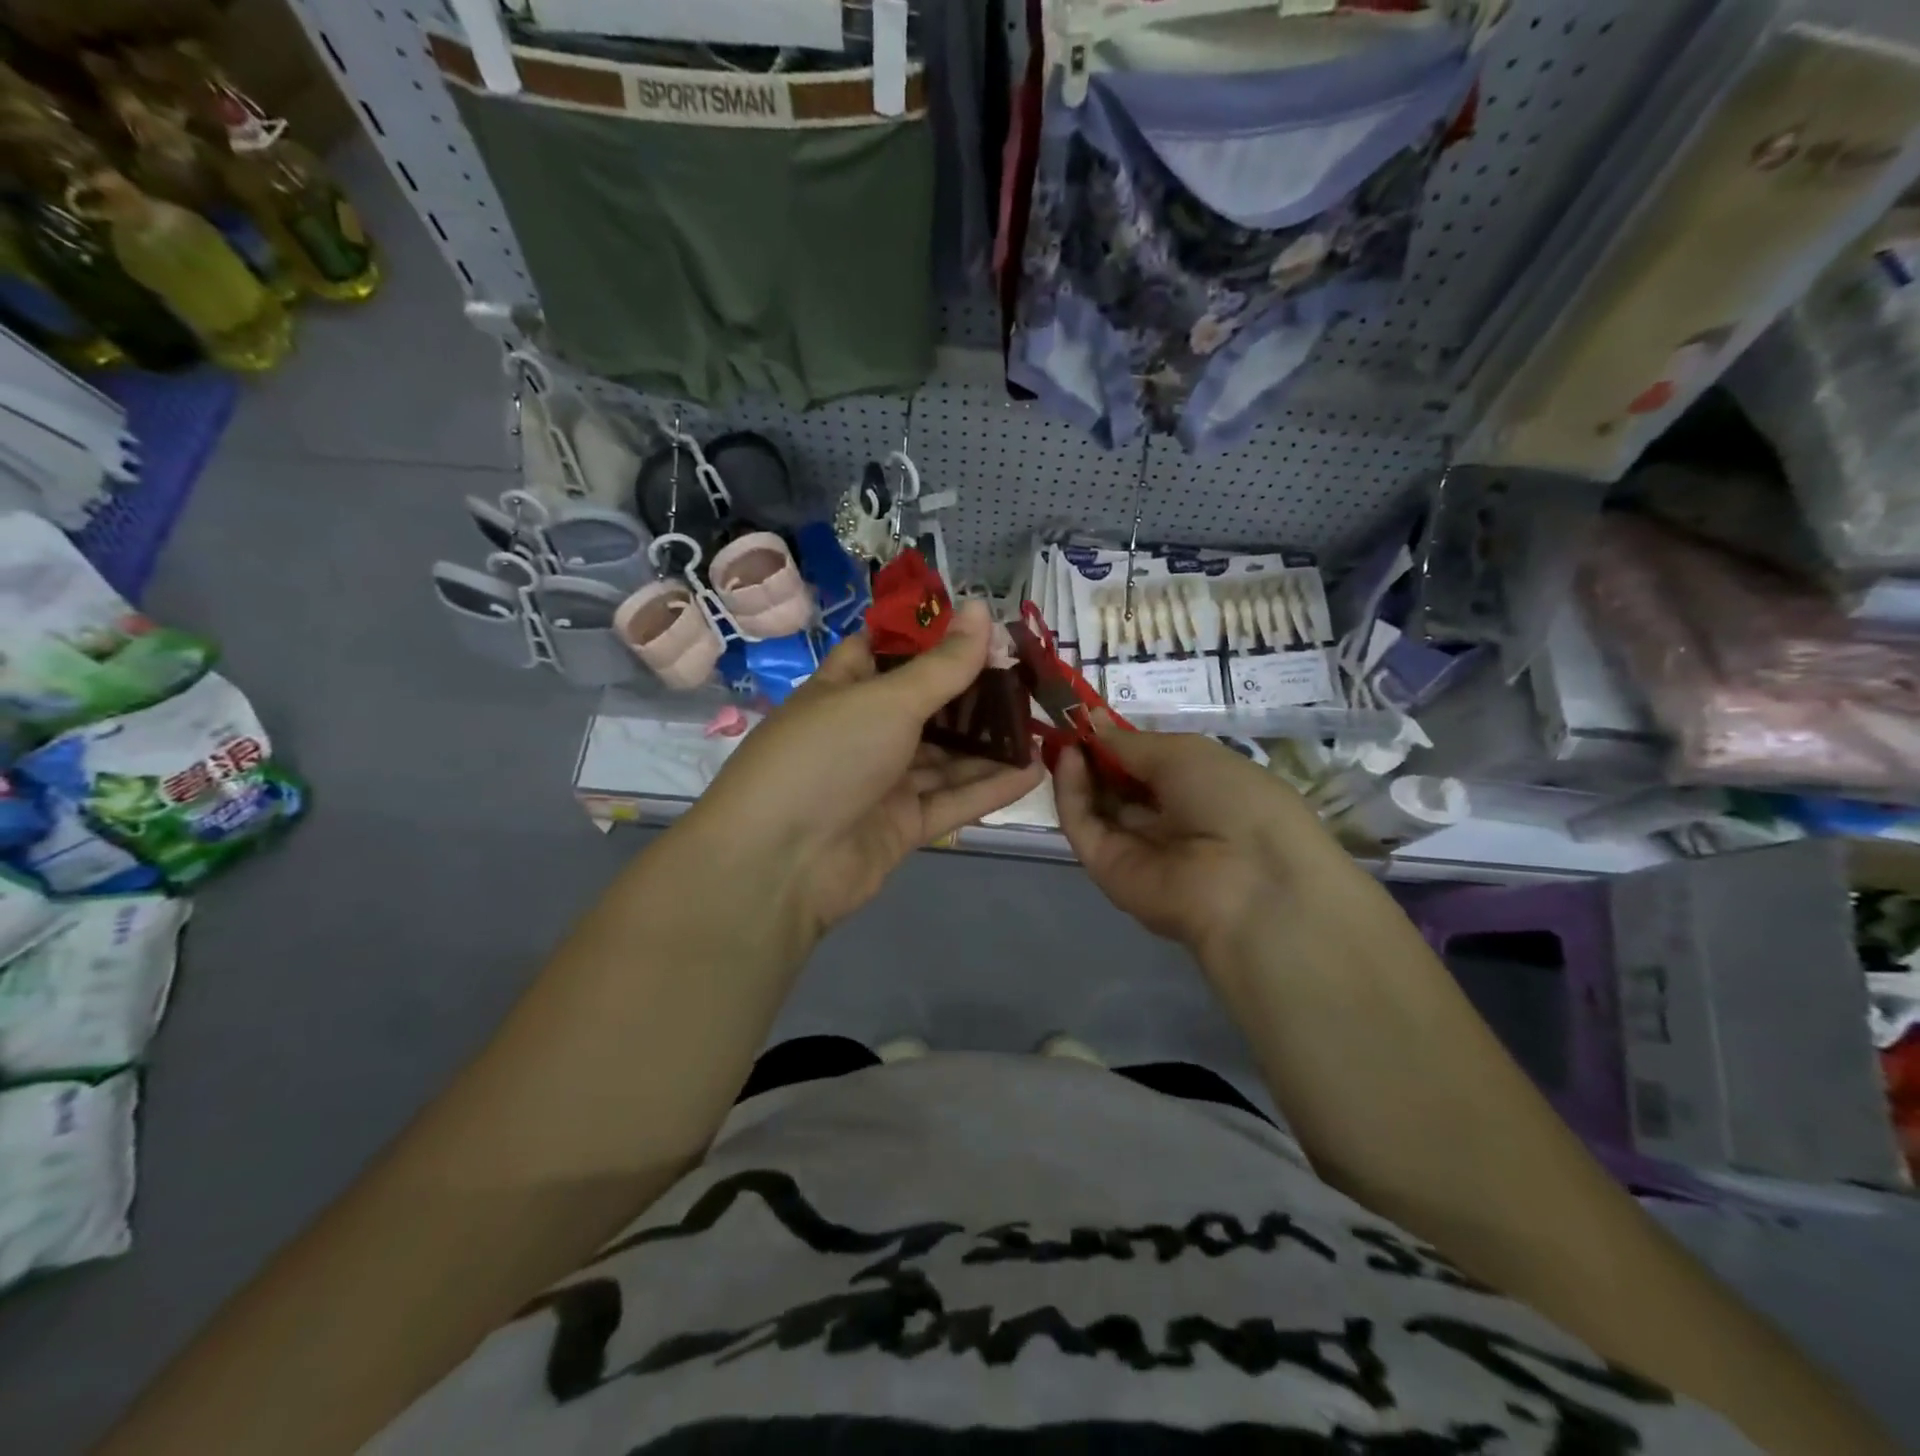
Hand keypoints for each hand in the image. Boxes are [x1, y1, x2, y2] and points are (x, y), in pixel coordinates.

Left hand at [688, 601, 1043, 942]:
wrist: (780, 864)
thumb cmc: (827, 757)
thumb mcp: (887, 700)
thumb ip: (942, 664)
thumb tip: (982, 608)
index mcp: (844, 690)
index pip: (886, 652)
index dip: (931, 638)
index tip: (983, 628)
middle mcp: (863, 733)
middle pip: (926, 707)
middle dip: (974, 694)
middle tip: (1030, 679)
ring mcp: (882, 782)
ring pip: (945, 757)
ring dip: (989, 744)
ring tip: (1044, 724)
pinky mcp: (901, 826)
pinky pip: (951, 801)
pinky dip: (988, 788)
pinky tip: (1033, 772)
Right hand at [1054, 727, 1337, 960]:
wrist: (1246, 879)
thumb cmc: (1231, 799)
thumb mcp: (1185, 753)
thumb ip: (1131, 742)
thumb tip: (1093, 720)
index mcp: (1197, 792)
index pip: (1147, 765)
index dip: (1118, 741)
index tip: (1089, 715)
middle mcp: (1165, 821)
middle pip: (1117, 785)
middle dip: (1092, 754)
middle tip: (1066, 723)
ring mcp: (1133, 847)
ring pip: (1095, 804)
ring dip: (1078, 769)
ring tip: (1064, 736)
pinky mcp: (1106, 867)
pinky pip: (1083, 825)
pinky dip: (1071, 793)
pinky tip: (1068, 760)